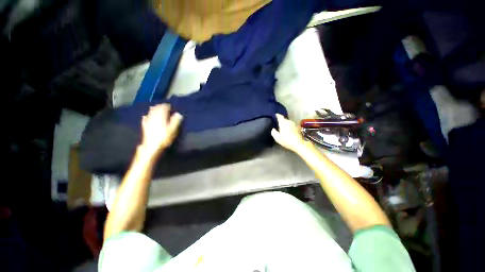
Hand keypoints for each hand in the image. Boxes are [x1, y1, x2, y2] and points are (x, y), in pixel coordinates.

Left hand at [140, 104, 182, 156]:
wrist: (152, 146)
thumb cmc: (164, 138)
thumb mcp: (173, 130)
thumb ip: (176, 121)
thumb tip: (179, 114)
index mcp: (161, 118)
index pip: (163, 109)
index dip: (166, 106)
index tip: (169, 105)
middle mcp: (154, 118)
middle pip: (156, 110)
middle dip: (159, 107)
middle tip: (162, 105)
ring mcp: (148, 122)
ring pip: (150, 113)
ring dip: (152, 110)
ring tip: (154, 107)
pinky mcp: (145, 127)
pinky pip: (145, 120)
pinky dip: (146, 116)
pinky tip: (145, 116)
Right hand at [271, 114, 305, 152]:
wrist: (298, 144)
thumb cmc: (286, 140)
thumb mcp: (277, 138)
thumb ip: (274, 132)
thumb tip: (273, 129)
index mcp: (283, 123)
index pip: (280, 116)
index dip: (277, 115)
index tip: (275, 114)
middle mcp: (289, 122)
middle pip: (284, 119)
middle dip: (281, 120)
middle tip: (278, 122)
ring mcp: (294, 124)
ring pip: (288, 122)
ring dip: (285, 123)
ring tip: (282, 126)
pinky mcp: (297, 128)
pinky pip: (291, 125)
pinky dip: (288, 126)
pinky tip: (287, 130)